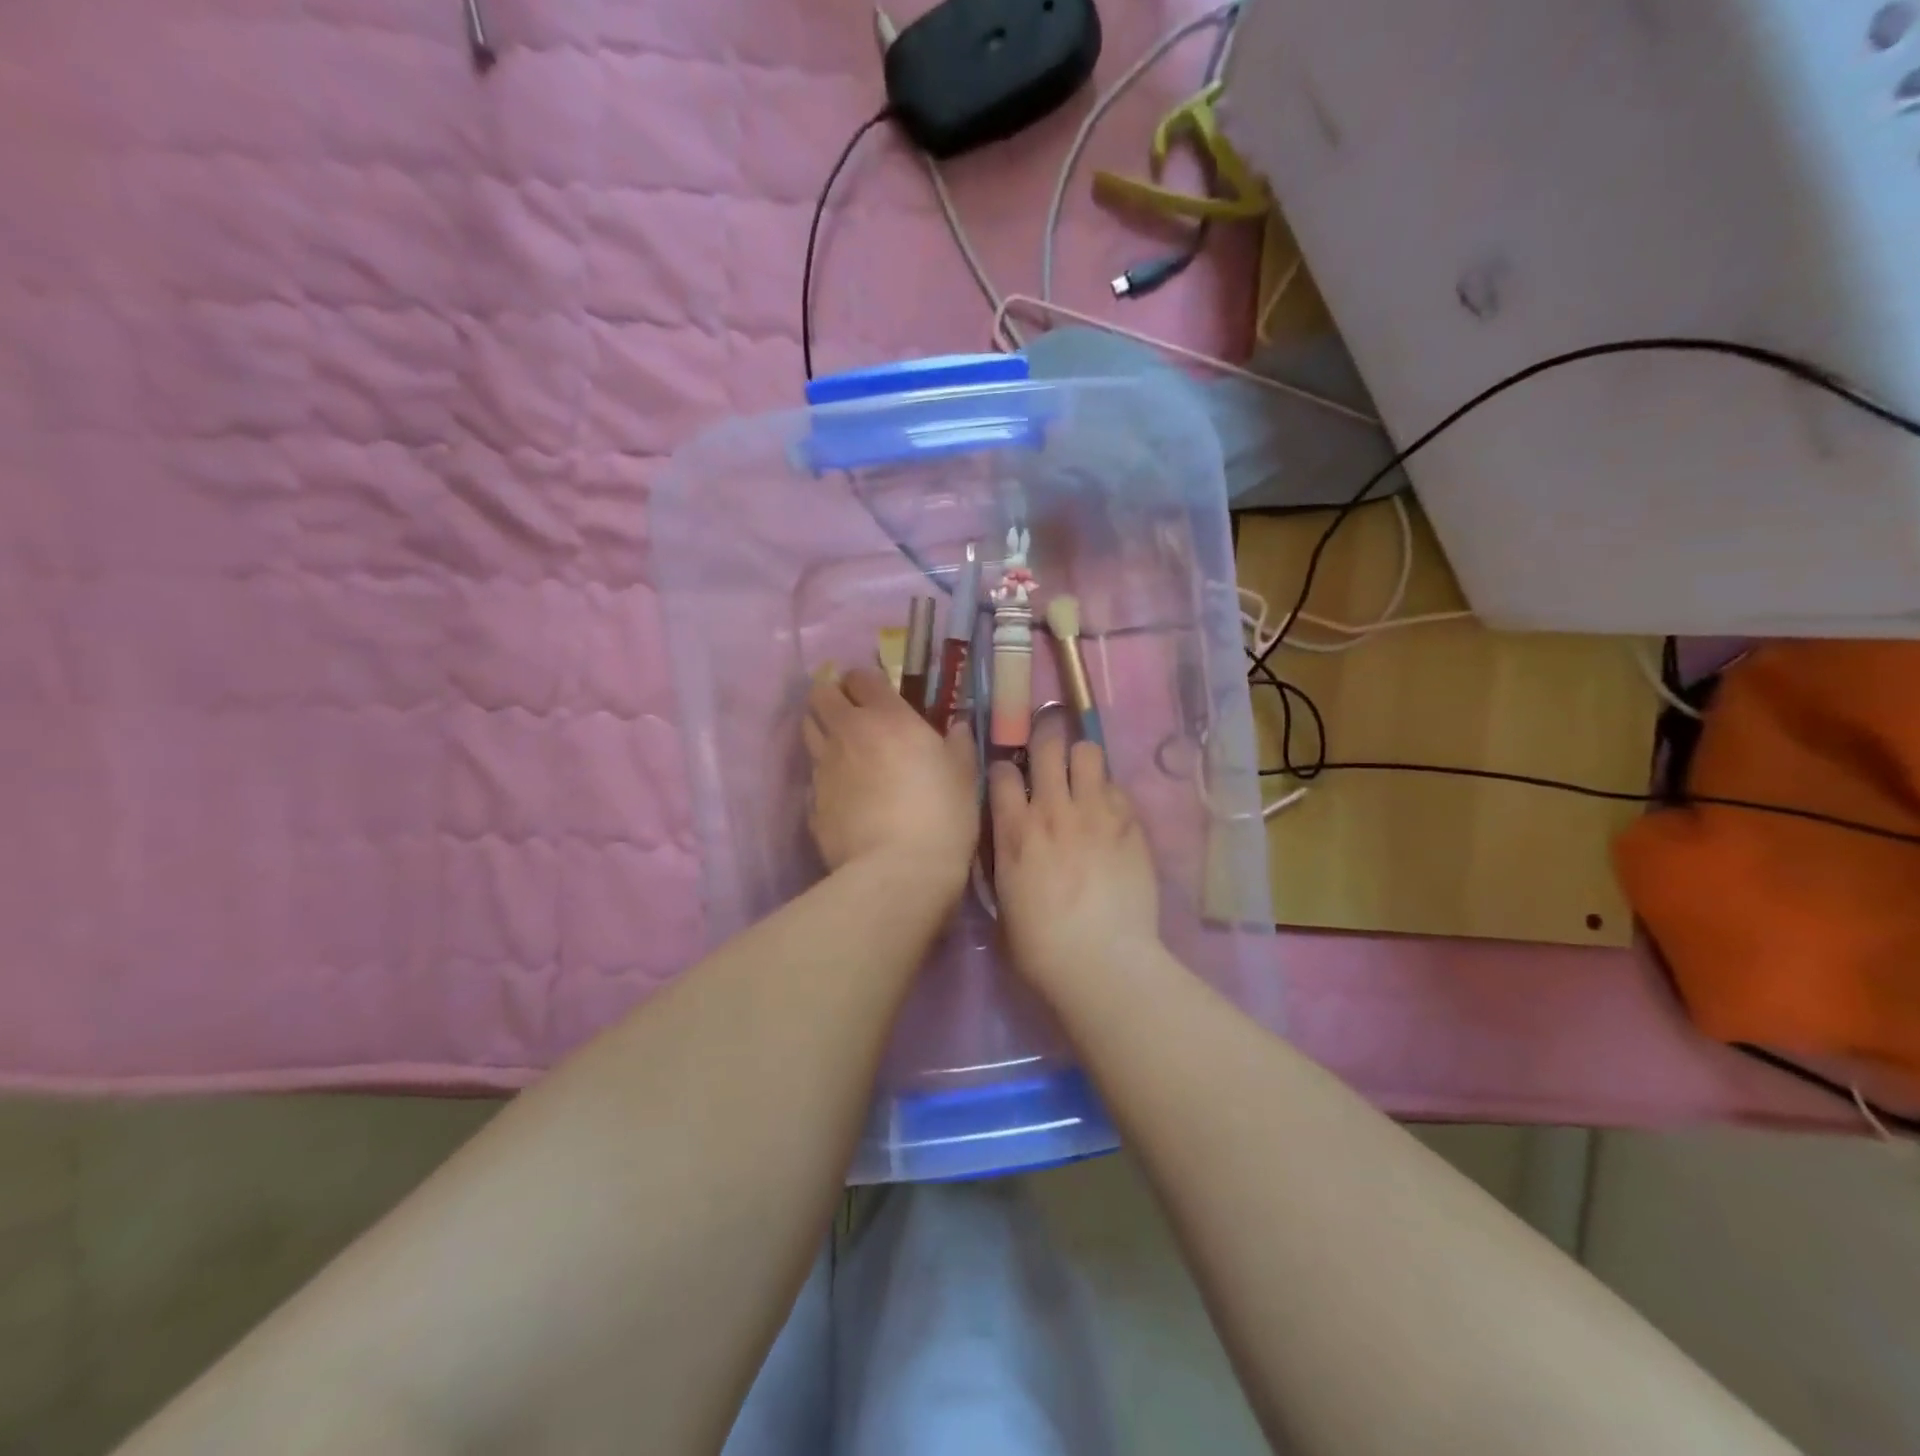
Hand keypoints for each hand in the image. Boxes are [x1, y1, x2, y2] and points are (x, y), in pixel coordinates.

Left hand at [803, 667, 977, 895]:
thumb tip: (958, 726)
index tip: (876, 692)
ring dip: (822, 730)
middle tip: (850, 713)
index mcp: (887, 718)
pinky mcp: (811, 804)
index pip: (860, 677)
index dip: (864, 680)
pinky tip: (842, 794)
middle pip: (820, 696)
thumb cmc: (941, 815)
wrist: (898, 871)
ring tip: (843, 749)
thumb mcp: (964, 776)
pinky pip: (812, 777)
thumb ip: (959, 745)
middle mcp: (847, 734)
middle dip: (831, 697)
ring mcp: (824, 769)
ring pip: (807, 731)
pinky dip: (823, 777)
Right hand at [989, 713, 1160, 992]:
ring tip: (1083, 776)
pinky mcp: (1131, 825)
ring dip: (1082, 760)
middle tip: (1048, 749)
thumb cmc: (1040, 945)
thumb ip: (1004, 857)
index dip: (1004, 770)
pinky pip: (1119, 788)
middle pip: (1047, 746)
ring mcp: (1096, 814)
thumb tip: (1008, 839)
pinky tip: (1110, 814)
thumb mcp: (1003, 899)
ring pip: (1088, 753)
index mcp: (1014, 830)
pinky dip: (1110, 794)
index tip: (1009, 778)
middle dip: (1044, 740)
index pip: (1002, 773)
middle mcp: (1053, 809)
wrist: (1102, 961)